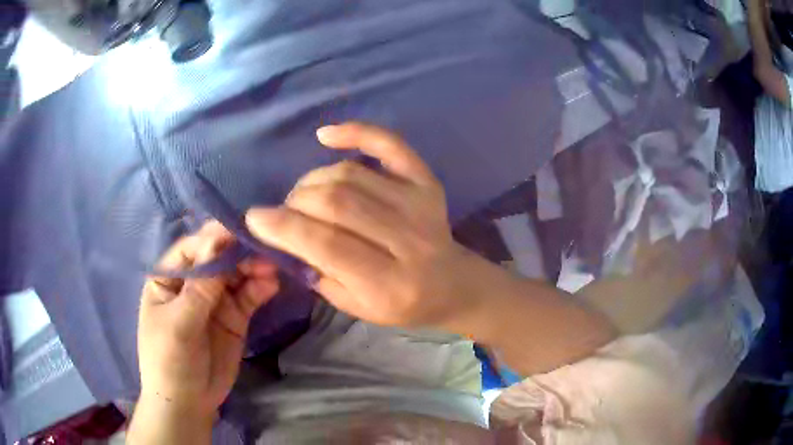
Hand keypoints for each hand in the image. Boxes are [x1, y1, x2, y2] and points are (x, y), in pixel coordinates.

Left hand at [136, 222, 278, 419]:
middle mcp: (192, 283)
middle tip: (264, 252)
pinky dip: (260, 289)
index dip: (215, 238)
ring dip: (253, 269)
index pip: (193, 249)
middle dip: (239, 253)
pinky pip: (248, 297)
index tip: (242, 231)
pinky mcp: (234, 317)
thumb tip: (216, 240)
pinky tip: (272, 285)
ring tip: (272, 269)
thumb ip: (200, 286)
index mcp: (169, 277)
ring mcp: (214, 300)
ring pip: (236, 275)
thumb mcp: (179, 323)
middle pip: (218, 258)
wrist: (188, 403)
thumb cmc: (170, 360)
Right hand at [245, 122, 613, 375]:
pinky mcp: (426, 182)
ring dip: (314, 179)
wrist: (453, 284)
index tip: (254, 217)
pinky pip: (390, 145)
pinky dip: (357, 132)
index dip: (283, 227)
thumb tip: (282, 234)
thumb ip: (318, 272)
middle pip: (337, 202)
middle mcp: (408, 239)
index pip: (327, 245)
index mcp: (389, 283)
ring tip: (305, 194)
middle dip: (297, 202)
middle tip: (285, 210)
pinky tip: (326, 135)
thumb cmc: (401, 304)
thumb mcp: (355, 307)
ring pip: (352, 174)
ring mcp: (420, 204)